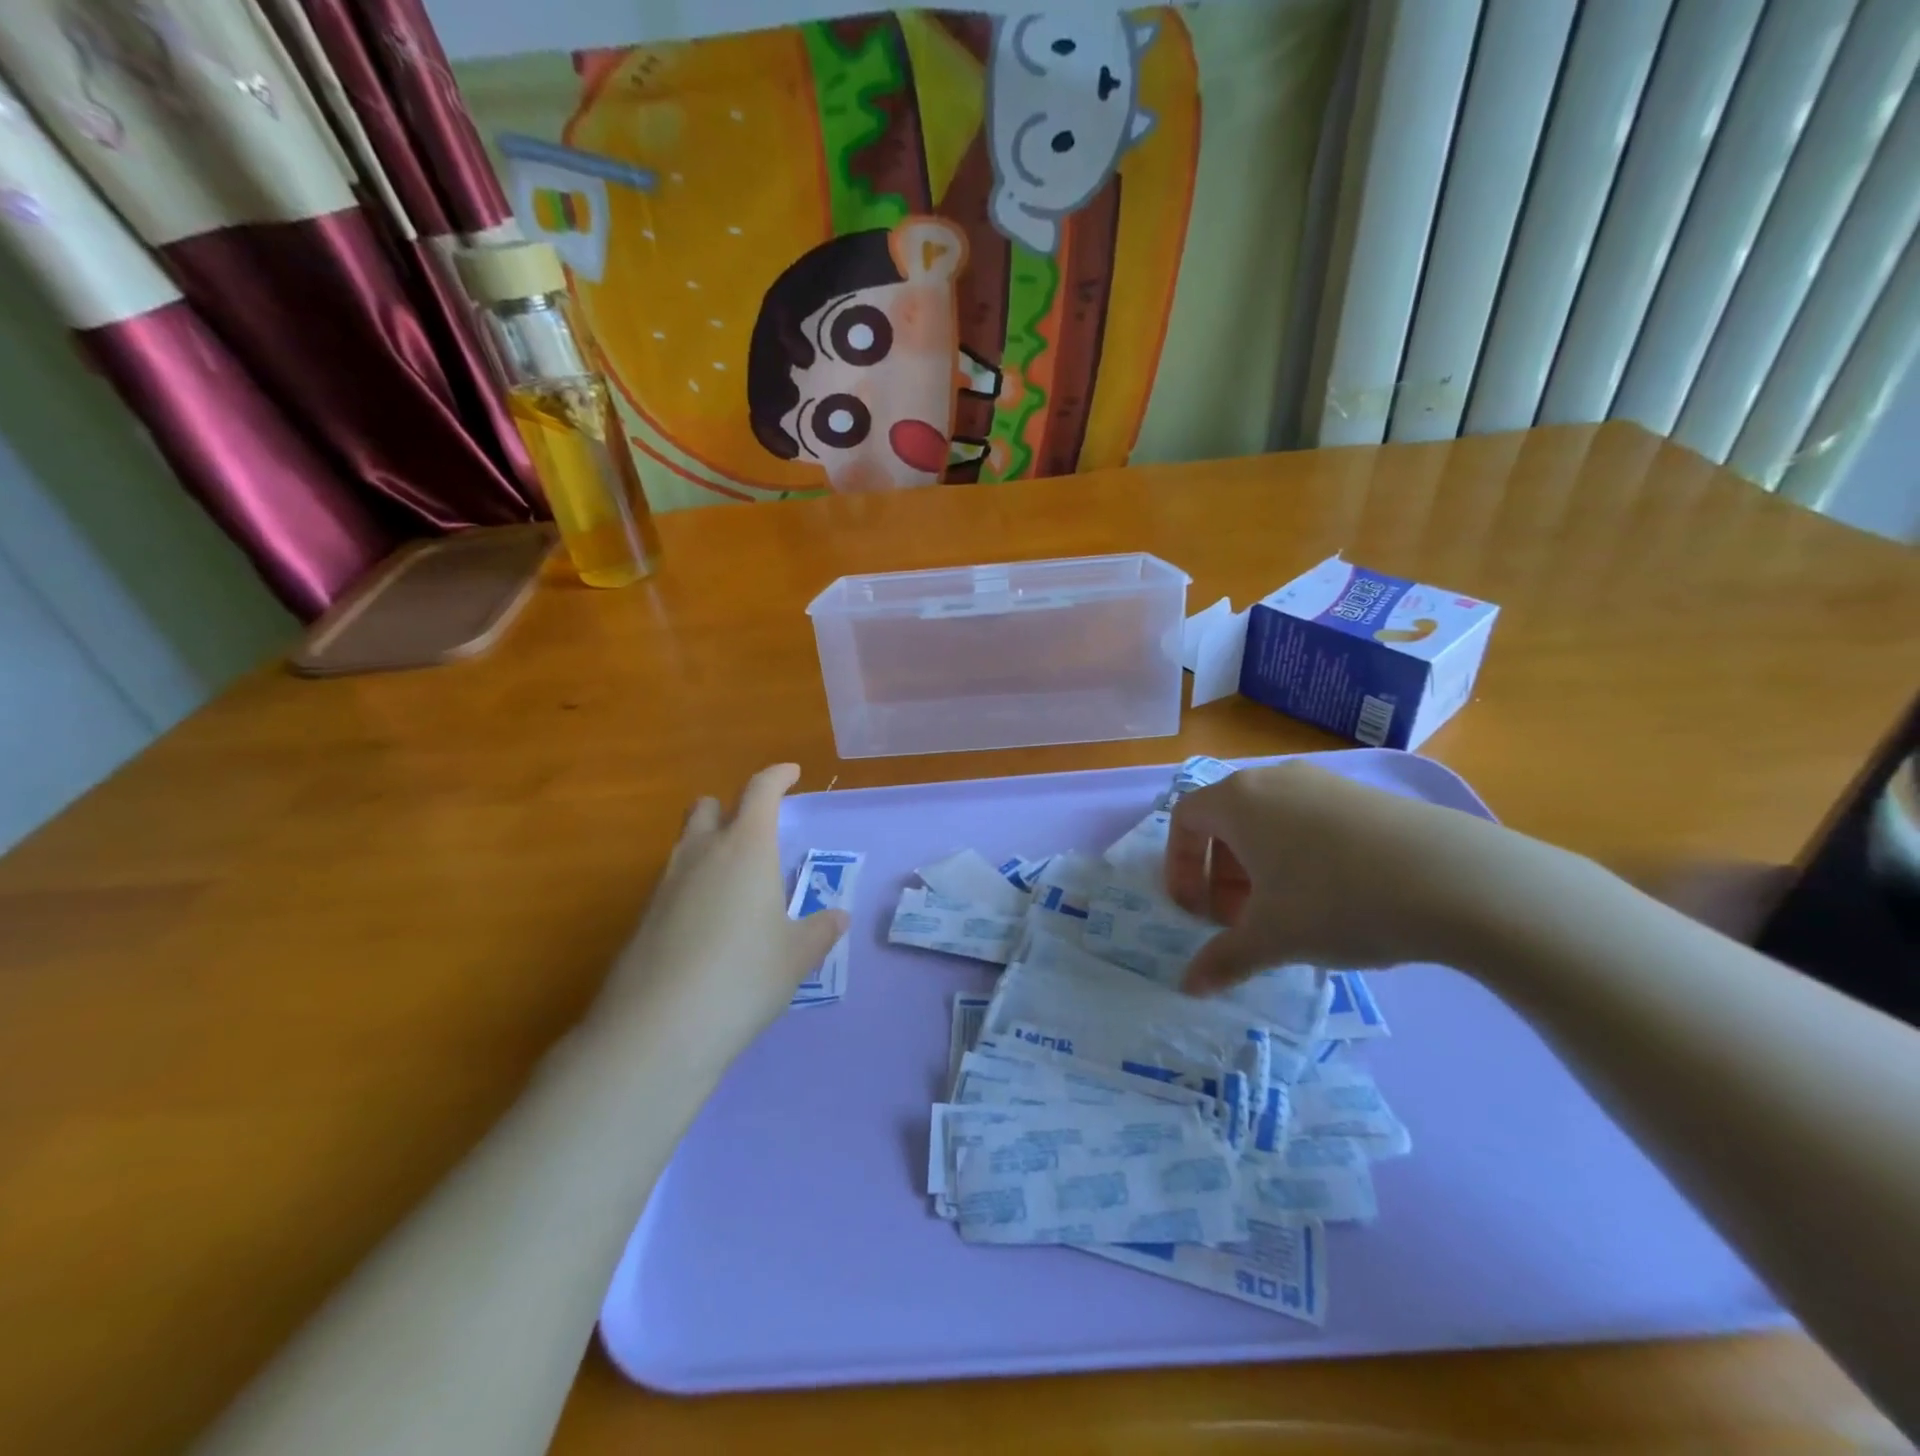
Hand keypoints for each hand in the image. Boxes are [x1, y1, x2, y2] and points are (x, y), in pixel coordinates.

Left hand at [593, 764, 847, 1061]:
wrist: (657, 1030)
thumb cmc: (743, 978)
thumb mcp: (796, 957)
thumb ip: (819, 931)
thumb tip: (837, 917)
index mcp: (746, 848)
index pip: (760, 791)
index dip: (777, 776)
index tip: (791, 774)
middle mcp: (701, 854)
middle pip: (708, 807)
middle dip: (730, 808)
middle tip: (754, 831)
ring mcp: (664, 885)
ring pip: (685, 845)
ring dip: (709, 847)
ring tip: (735, 885)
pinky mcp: (642, 918)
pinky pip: (671, 883)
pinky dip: (692, 887)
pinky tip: (707, 927)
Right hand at [1165, 760, 1529, 992]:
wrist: (1454, 880)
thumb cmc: (1335, 900)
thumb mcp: (1272, 938)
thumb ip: (1223, 959)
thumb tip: (1188, 987)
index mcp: (1237, 800)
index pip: (1185, 820)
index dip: (1179, 867)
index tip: (1194, 911)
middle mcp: (1274, 780)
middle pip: (1226, 822)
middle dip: (1221, 874)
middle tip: (1238, 920)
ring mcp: (1323, 783)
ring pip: (1269, 824)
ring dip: (1260, 869)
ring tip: (1285, 914)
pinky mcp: (1364, 797)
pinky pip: (1309, 824)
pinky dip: (1299, 858)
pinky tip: (1333, 900)